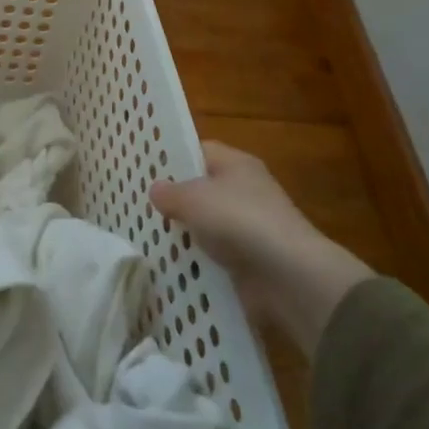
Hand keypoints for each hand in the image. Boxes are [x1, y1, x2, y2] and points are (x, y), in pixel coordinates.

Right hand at [149, 141, 373, 355]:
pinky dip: (199, 261)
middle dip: (176, 199)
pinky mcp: (250, 261)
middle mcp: (246, 190)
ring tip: (147, 236)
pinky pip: (217, 255)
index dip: (173, 157)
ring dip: (187, 233)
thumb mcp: (194, 198)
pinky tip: (173, 265)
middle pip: (203, 189)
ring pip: (208, 225)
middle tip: (139, 204)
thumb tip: (156, 189)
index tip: (144, 170)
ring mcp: (250, 228)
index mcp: (237, 164)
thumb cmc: (240, 220)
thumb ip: (171, 192)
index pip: (199, 150)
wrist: (289, 277)